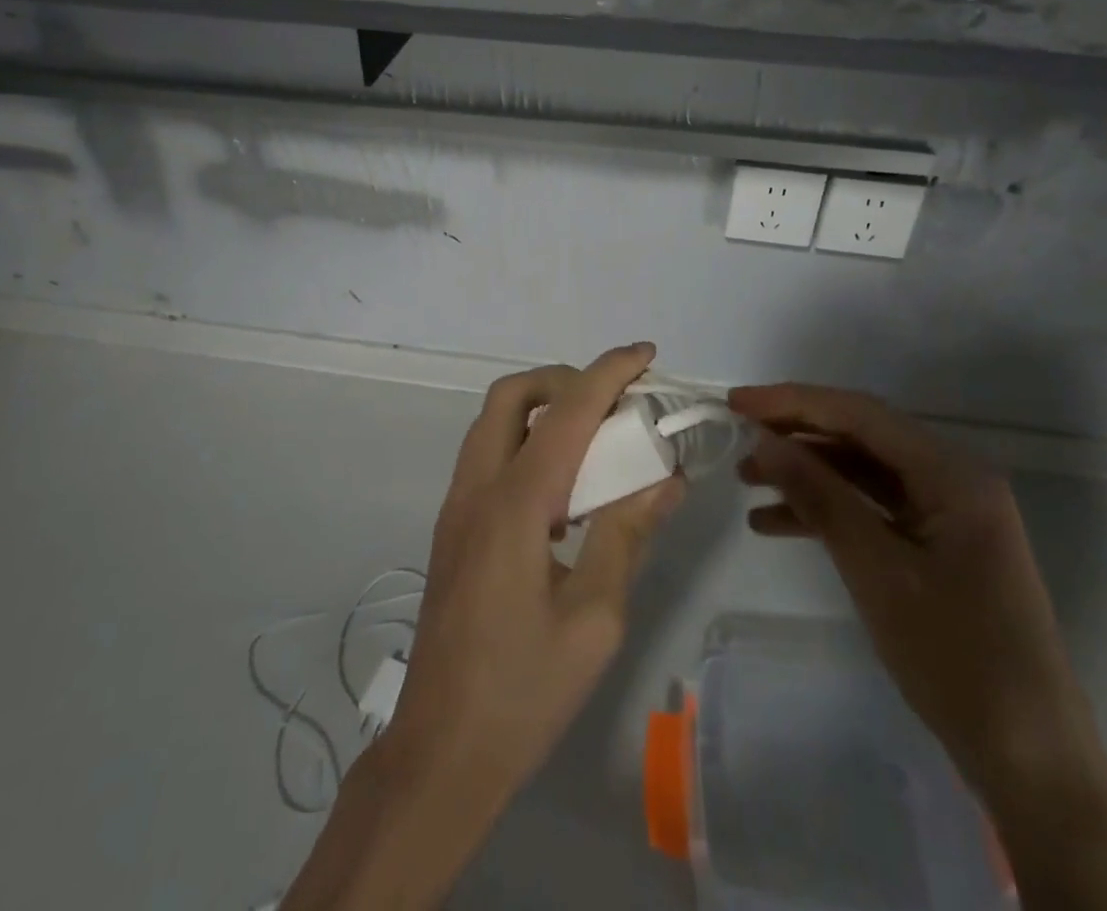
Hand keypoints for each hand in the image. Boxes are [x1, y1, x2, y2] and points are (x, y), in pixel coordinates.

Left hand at [282, 345, 682, 910]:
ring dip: (541, 408)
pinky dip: (526, 441)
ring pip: (493, 422)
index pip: (566, 411)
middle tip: (611, 399)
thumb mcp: (595, 619)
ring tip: (593, 437)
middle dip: (563, 378)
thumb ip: (626, 535)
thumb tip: (666, 478)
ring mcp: (456, 508)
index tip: (645, 354)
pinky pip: (488, 456)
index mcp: (515, 505)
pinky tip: (562, 489)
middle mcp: (477, 490)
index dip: (608, 373)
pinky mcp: (452, 529)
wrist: (440, 752)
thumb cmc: (524, 691)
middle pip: (511, 395)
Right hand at [730, 383, 1106, 910]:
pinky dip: (827, 511)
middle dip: (797, 435)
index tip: (737, 402)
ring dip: (806, 473)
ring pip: (862, 472)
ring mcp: (946, 514)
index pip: (861, 414)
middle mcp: (952, 479)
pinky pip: (872, 509)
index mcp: (953, 473)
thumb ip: (820, 496)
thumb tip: (765, 441)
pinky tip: (775, 523)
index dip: (794, 401)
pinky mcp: (936, 545)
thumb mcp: (877, 570)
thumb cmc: (956, 657)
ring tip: (746, 480)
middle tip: (737, 435)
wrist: (1030, 762)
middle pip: (861, 437)